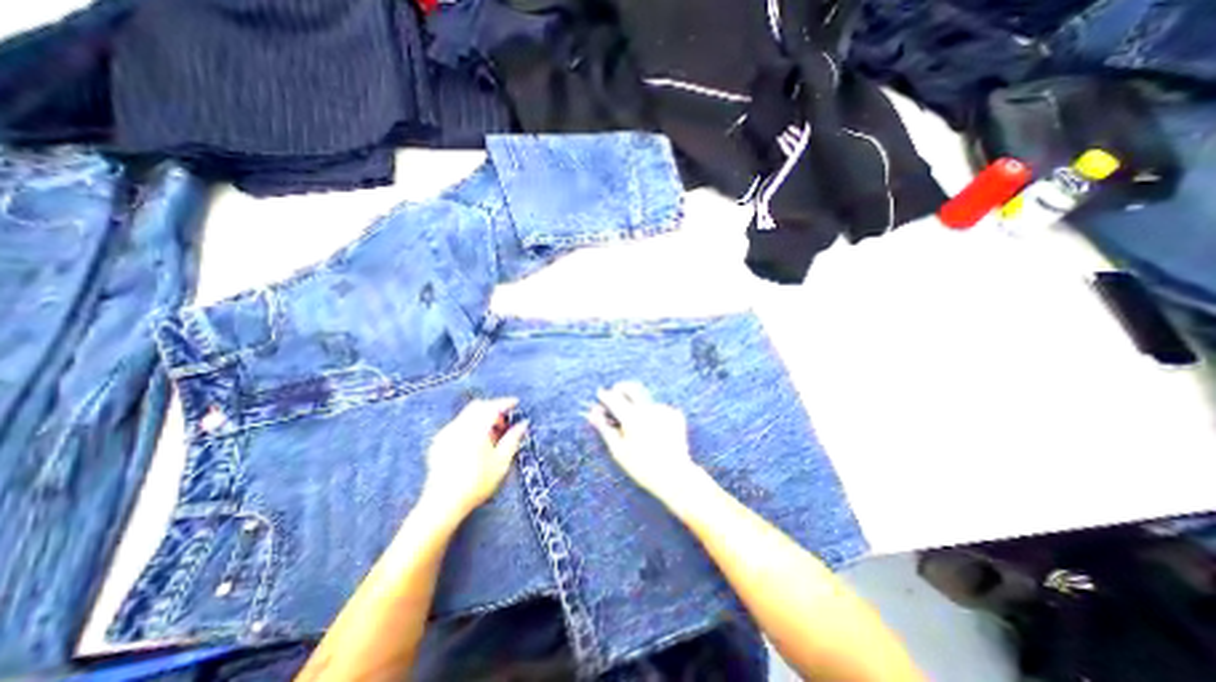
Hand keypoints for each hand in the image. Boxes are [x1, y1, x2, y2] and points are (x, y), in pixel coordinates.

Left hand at [423, 397, 528, 517]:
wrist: (443, 504)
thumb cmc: (477, 483)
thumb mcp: (501, 462)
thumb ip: (513, 439)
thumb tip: (523, 424)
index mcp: (475, 429)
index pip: (492, 407)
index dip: (505, 403)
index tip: (516, 403)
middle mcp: (458, 427)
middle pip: (478, 406)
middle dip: (493, 408)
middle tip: (505, 421)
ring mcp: (445, 434)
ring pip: (467, 415)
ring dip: (482, 417)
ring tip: (492, 434)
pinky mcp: (438, 443)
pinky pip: (457, 425)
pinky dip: (470, 425)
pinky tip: (475, 442)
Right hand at [586, 381, 699, 498]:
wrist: (675, 477)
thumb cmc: (642, 467)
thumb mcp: (618, 450)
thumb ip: (604, 428)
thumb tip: (592, 412)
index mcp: (632, 418)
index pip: (614, 398)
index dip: (605, 395)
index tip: (600, 393)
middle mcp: (649, 409)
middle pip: (632, 387)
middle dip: (621, 388)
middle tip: (615, 393)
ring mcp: (664, 410)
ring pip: (646, 399)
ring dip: (638, 405)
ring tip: (638, 426)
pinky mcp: (675, 414)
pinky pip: (659, 409)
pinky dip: (652, 415)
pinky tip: (654, 431)